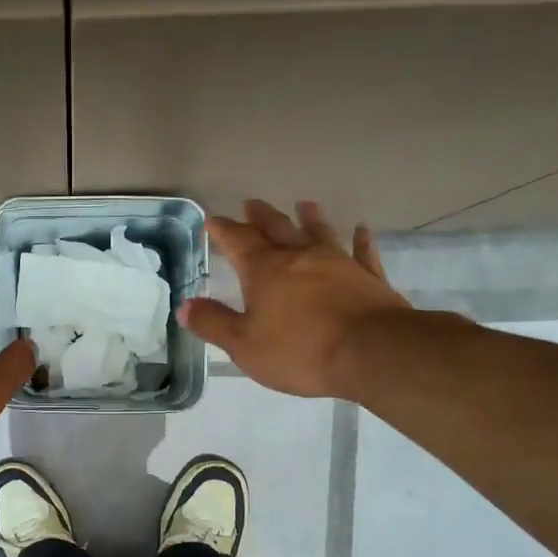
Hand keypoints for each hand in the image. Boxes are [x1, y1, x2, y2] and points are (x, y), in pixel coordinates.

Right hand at [181, 199, 411, 399]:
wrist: (372, 352)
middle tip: (251, 203)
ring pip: (319, 232)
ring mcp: (338, 263)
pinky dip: (360, 240)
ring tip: (304, 204)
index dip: (223, 230)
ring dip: (309, 217)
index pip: (238, 241)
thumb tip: (185, 306)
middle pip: (277, 228)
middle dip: (260, 217)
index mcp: (265, 270)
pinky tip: (361, 230)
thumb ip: (213, 323)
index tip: (212, 220)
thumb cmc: (300, 350)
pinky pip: (362, 252)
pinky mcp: (369, 278)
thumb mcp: (244, 344)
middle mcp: (300, 257)